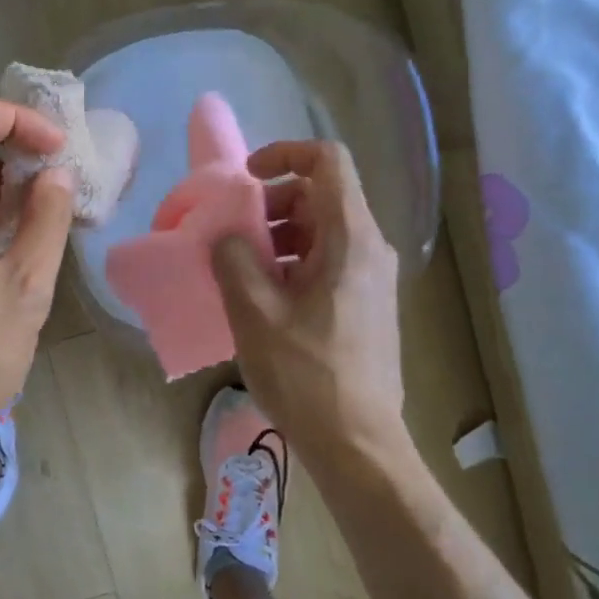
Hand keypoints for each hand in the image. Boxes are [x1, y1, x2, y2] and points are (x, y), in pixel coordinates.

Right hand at [211, 140, 406, 464]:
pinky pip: (327, 262)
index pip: (327, 161)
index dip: (284, 155)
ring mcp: (371, 278)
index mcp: (350, 237)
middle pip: (320, 197)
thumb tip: (227, 235)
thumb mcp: (255, 312)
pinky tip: (263, 300)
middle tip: (233, 237)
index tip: (246, 180)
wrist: (358, 443)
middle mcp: (369, 248)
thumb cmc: (306, 374)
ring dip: (277, 238)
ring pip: (321, 231)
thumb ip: (234, 258)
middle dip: (271, 206)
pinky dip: (292, 264)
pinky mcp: (365, 304)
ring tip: (241, 273)